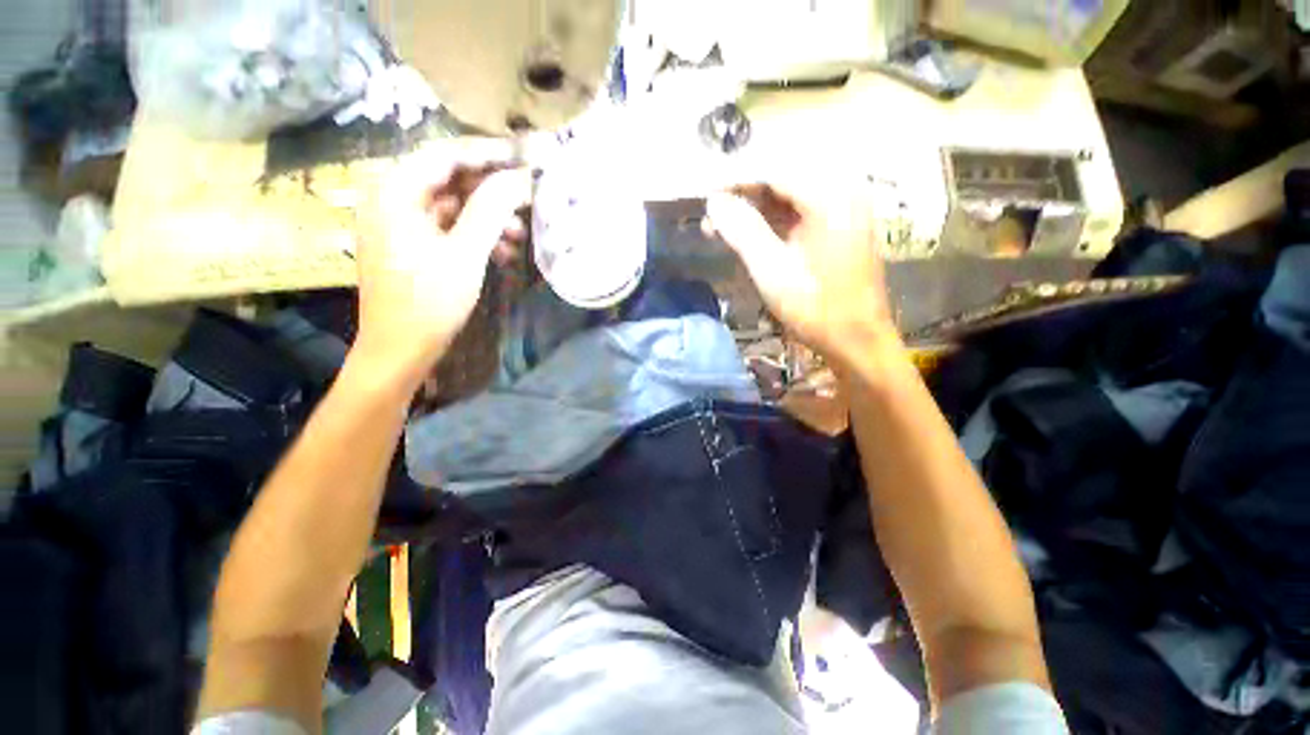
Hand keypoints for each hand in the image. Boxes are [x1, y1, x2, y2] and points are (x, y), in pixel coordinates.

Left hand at [352, 139, 531, 385]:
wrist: (400, 350)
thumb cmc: (429, 301)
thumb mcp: (465, 254)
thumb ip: (491, 210)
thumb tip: (520, 179)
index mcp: (395, 192)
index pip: (445, 155)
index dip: (488, 153)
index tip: (524, 158)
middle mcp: (393, 200)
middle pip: (449, 179)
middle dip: (492, 191)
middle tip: (528, 199)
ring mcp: (401, 224)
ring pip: (453, 206)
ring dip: (489, 218)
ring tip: (521, 235)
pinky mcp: (412, 246)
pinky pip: (449, 228)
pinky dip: (476, 236)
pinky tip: (503, 252)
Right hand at [705, 180, 897, 370]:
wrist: (857, 339)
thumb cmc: (816, 309)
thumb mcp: (772, 271)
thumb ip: (743, 232)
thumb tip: (713, 201)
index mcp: (830, 198)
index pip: (774, 168)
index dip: (735, 177)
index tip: (705, 192)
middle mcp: (841, 191)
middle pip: (781, 176)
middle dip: (742, 192)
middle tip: (710, 212)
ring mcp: (842, 208)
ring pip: (787, 193)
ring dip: (753, 207)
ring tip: (719, 226)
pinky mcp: (838, 225)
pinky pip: (797, 210)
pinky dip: (769, 219)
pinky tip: (746, 234)